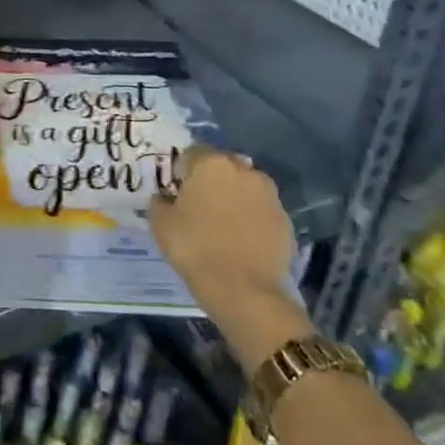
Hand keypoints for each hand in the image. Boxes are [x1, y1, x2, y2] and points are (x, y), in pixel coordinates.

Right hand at [149, 145, 311, 369]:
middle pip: (221, 167)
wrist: (244, 290)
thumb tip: (165, 198)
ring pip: (244, 187)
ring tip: (222, 224)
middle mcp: (244, 170)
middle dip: (210, 180)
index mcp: (211, 163)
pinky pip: (260, 210)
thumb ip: (159, 201)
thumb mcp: (160, 223)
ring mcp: (269, 195)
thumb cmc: (195, 248)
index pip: (191, 154)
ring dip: (233, 197)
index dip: (181, 171)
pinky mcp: (285, 220)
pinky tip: (240, 240)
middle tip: (198, 206)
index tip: (175, 192)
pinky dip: (251, 218)